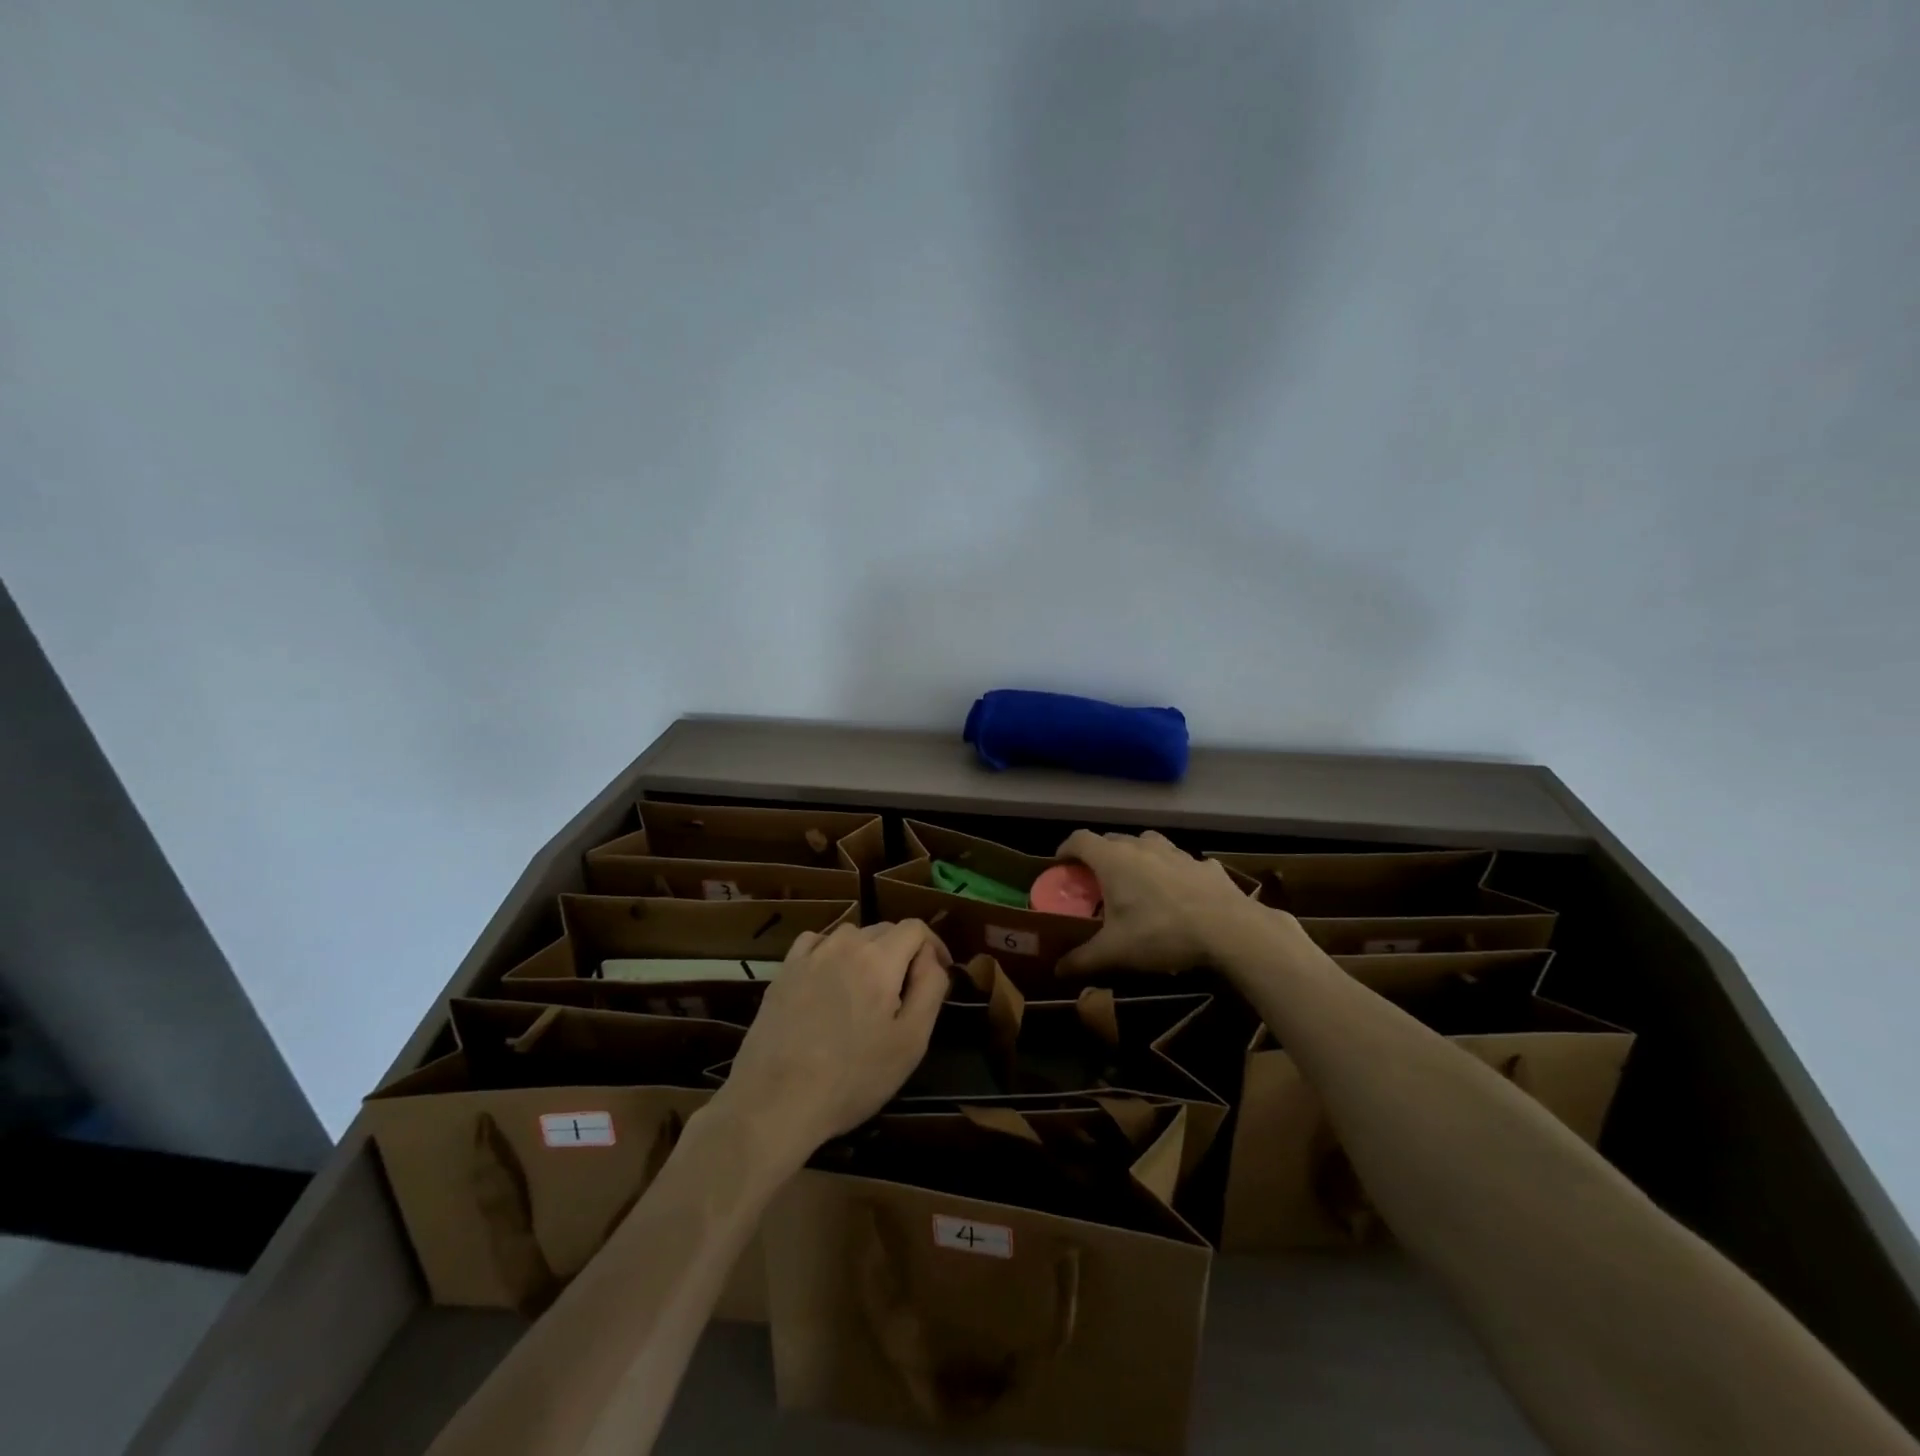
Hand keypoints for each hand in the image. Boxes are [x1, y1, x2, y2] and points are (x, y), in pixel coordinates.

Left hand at [715, 920, 949, 1167]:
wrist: (775, 1101)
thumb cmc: (853, 1077)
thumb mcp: (911, 1041)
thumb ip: (930, 988)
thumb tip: (932, 958)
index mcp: (880, 959)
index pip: (915, 927)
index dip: (933, 945)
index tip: (938, 972)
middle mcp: (845, 945)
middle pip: (884, 929)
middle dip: (902, 952)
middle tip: (904, 992)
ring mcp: (810, 955)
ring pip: (850, 936)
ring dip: (867, 953)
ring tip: (868, 991)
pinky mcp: (784, 971)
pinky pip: (816, 944)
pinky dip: (831, 953)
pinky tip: (829, 982)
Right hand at [1055, 830, 1266, 975]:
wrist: (1229, 929)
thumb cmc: (1161, 933)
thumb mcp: (1115, 952)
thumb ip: (1082, 959)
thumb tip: (1057, 970)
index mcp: (1113, 860)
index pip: (1079, 839)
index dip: (1065, 849)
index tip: (1060, 866)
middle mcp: (1141, 846)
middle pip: (1111, 839)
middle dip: (1099, 855)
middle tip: (1096, 881)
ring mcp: (1176, 852)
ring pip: (1147, 843)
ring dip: (1136, 856)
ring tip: (1137, 880)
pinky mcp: (1204, 864)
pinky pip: (1181, 861)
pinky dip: (1173, 871)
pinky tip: (1179, 892)